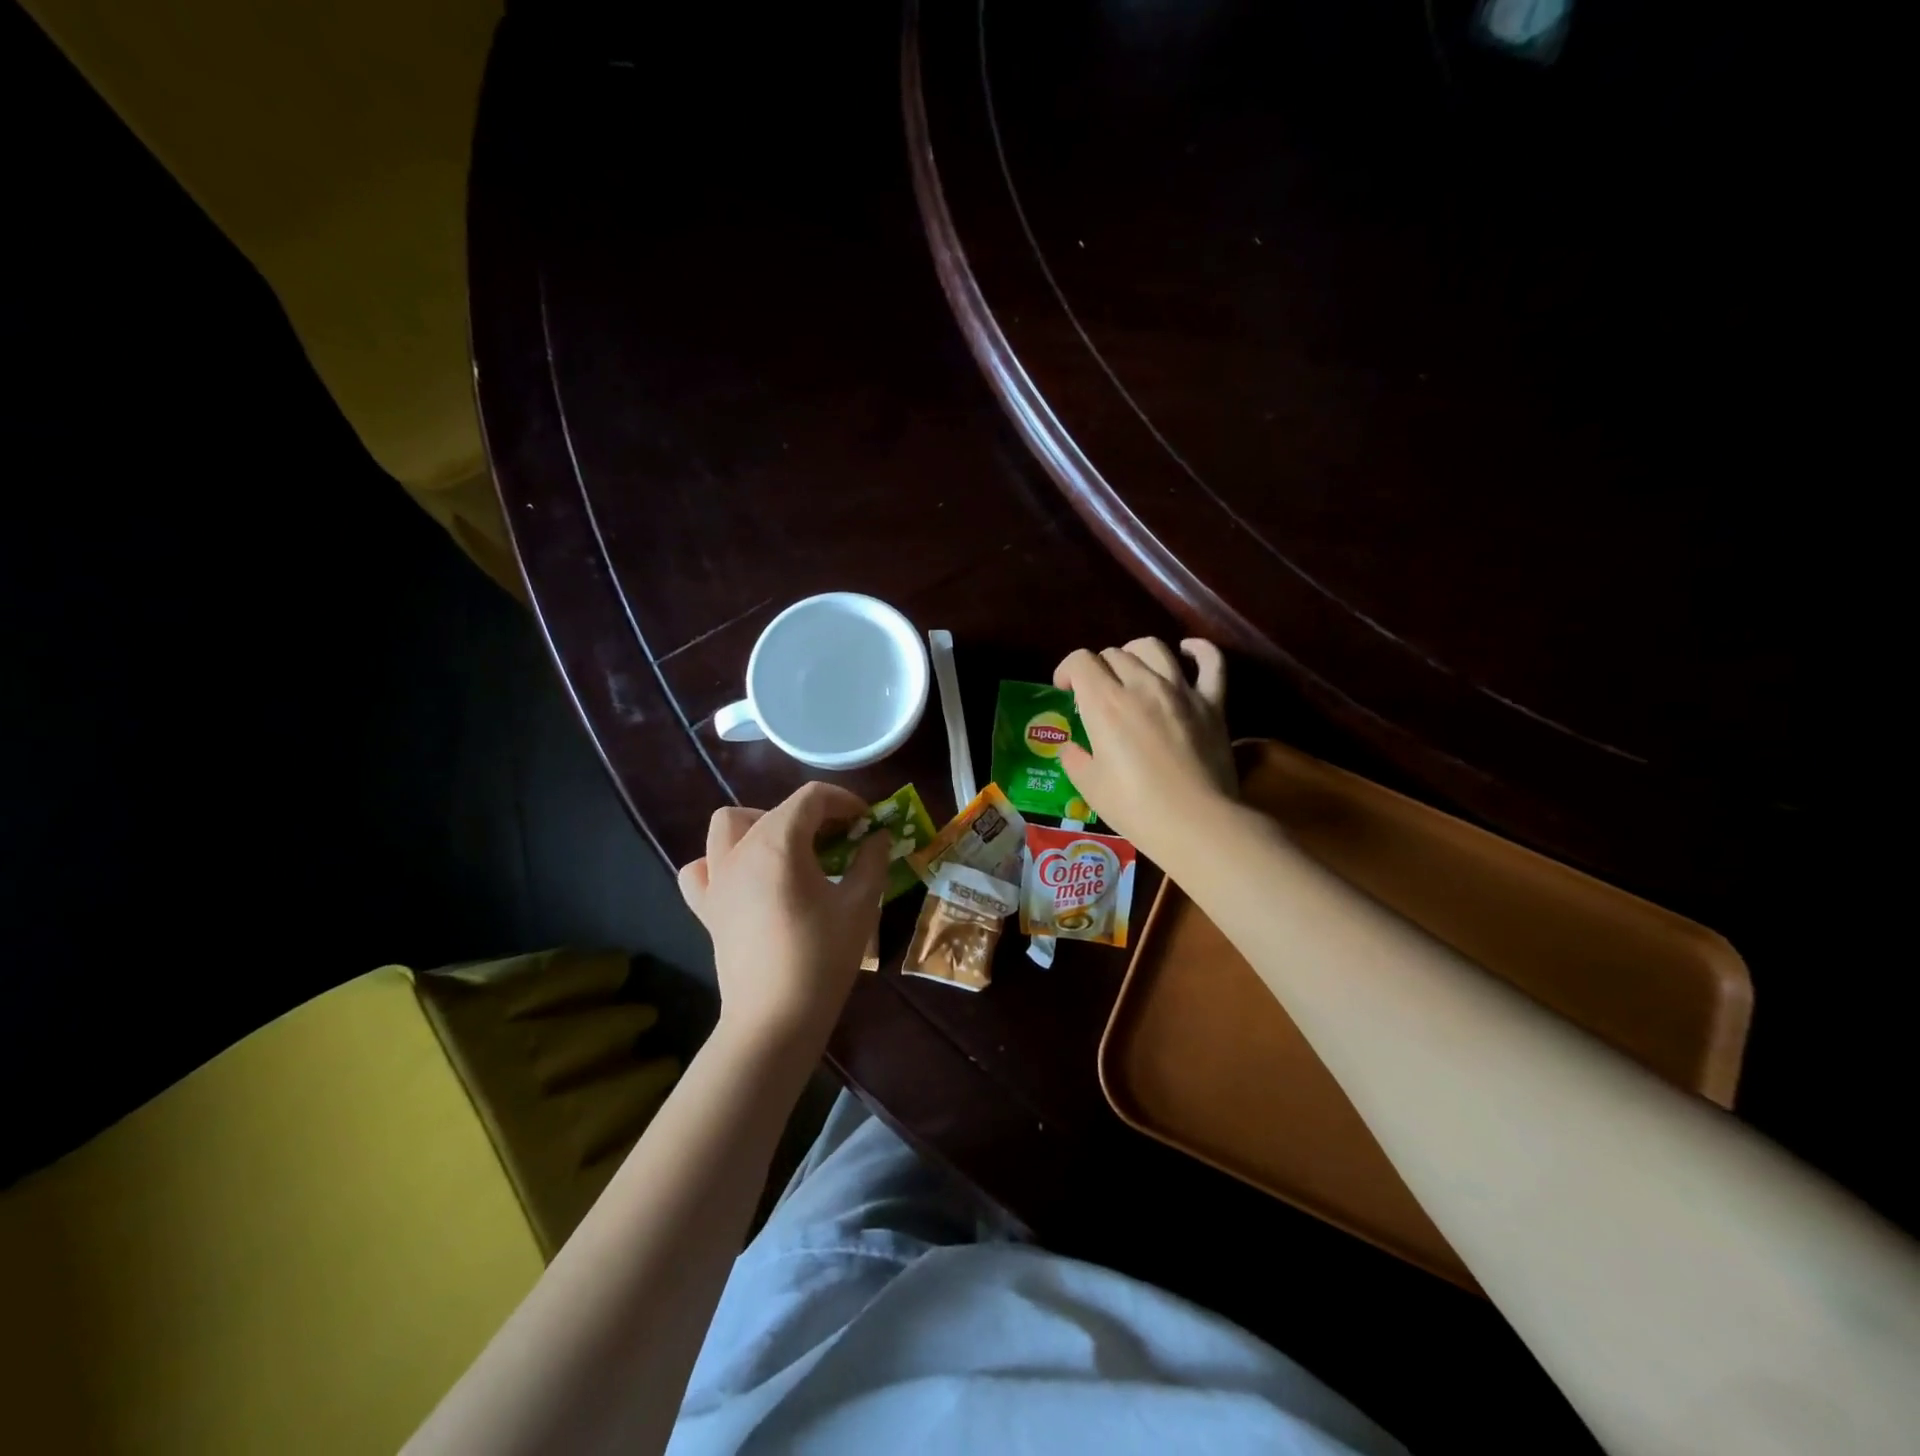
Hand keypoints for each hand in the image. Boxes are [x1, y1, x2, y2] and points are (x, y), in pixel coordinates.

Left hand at [678, 782, 890, 1040]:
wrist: (775, 1020)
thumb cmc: (822, 958)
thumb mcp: (860, 904)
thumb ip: (872, 860)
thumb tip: (878, 837)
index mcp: (778, 844)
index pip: (812, 798)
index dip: (845, 801)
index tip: (867, 822)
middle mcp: (741, 851)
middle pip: (777, 809)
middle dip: (814, 815)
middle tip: (841, 841)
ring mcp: (717, 879)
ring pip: (728, 825)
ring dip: (761, 825)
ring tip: (790, 850)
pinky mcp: (707, 908)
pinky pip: (702, 868)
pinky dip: (722, 862)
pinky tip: (746, 878)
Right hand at [1054, 638, 1234, 853]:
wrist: (1196, 823)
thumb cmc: (1135, 808)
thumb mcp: (1090, 787)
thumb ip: (1075, 759)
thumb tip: (1071, 748)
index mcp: (1105, 704)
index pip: (1080, 661)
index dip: (1067, 670)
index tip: (1065, 691)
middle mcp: (1141, 685)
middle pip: (1114, 654)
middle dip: (1099, 668)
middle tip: (1098, 693)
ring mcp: (1180, 690)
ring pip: (1154, 648)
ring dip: (1135, 653)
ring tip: (1132, 670)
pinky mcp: (1213, 703)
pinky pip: (1210, 661)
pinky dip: (1198, 650)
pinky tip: (1187, 651)